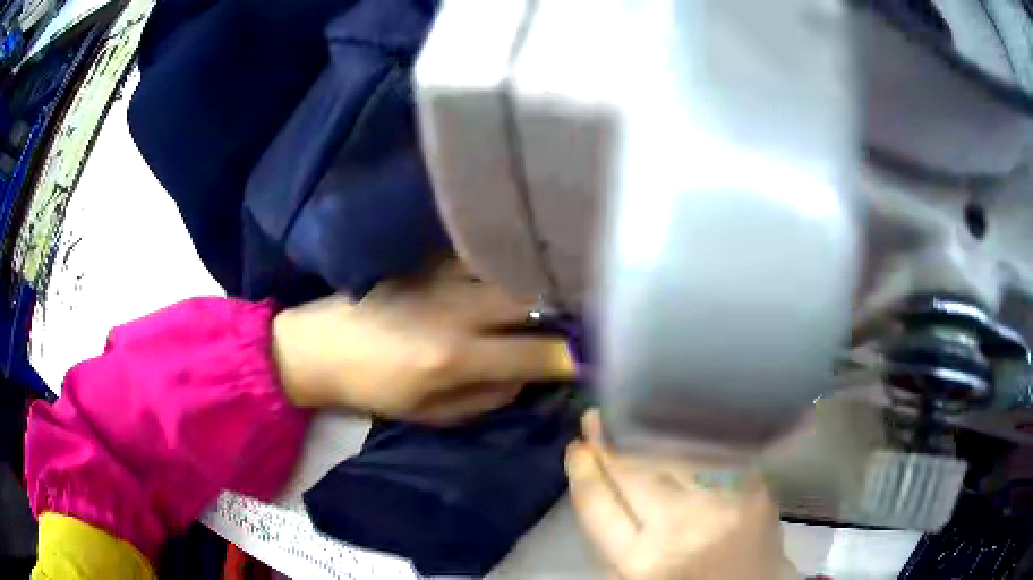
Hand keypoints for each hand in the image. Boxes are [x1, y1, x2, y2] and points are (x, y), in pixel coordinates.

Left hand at [271, 259, 574, 424]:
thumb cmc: (375, 389)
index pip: (539, 353)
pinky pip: (485, 254)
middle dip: (570, 311)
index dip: (575, 357)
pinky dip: (510, 262)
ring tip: (562, 290)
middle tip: (588, 319)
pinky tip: (521, 266)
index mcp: (458, 356)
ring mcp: (445, 276)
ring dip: (543, 283)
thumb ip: (490, 397)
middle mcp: (459, 309)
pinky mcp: (430, 258)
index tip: (596, 358)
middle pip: (536, 300)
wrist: (321, 346)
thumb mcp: (432, 414)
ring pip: (514, 270)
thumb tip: (530, 375)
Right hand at [566, 412, 795, 579]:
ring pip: (672, 454)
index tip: (577, 448)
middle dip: (608, 443)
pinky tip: (677, 430)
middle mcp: (682, 527)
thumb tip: (596, 481)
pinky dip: (688, 440)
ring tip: (631, 423)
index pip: (598, 504)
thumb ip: (615, 535)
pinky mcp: (754, 485)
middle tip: (595, 420)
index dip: (584, 471)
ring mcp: (723, 501)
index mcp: (642, 561)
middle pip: (634, 472)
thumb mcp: (635, 574)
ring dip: (646, 437)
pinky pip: (711, 451)